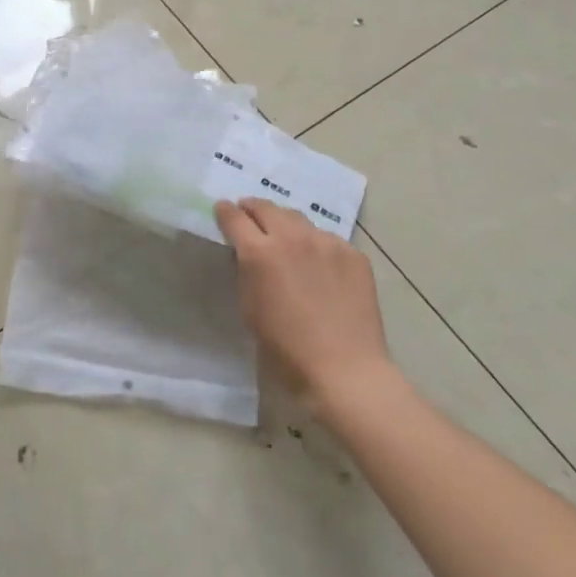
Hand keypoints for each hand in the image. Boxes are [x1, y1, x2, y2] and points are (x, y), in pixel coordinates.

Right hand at [214, 198, 394, 417]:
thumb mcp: (249, 308)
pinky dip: (315, 244)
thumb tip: (246, 254)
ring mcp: (326, 243)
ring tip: (284, 237)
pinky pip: (327, 239)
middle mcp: (292, 238)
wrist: (344, 369)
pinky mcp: (353, 254)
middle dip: (253, 209)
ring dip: (284, 223)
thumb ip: (246, 272)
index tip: (222, 209)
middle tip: (249, 216)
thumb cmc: (286, 348)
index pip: (234, 217)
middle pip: (266, 208)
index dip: (225, 211)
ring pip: (298, 219)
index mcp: (259, 253)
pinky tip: (318, 264)